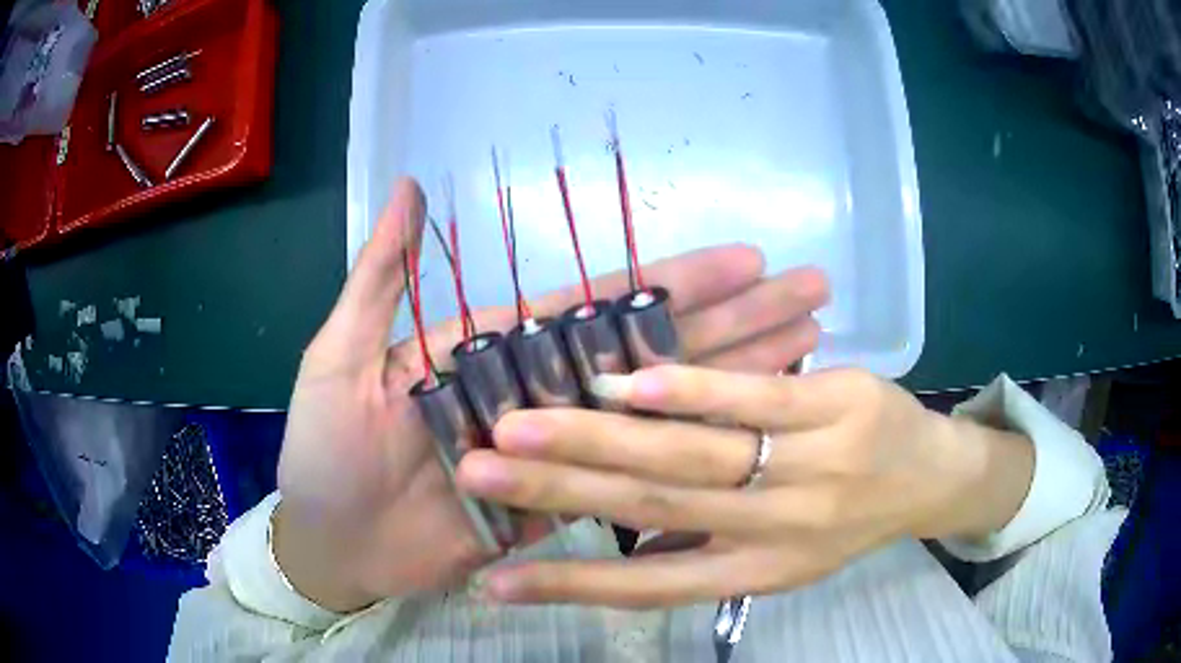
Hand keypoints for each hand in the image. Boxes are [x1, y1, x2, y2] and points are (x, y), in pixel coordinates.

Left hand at [272, 178, 829, 611]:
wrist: (331, 541)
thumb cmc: (327, 451)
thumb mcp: (340, 355)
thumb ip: (382, 277)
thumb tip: (408, 186)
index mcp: (499, 348)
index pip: (606, 305)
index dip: (678, 284)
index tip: (747, 261)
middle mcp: (544, 391)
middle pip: (657, 351)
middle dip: (737, 321)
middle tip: (806, 295)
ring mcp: (561, 449)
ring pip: (662, 409)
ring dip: (738, 380)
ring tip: (807, 349)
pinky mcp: (562, 503)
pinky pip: (636, 473)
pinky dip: (693, 452)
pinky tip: (751, 432)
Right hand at [459, 367, 1034, 607]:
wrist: (933, 477)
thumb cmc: (848, 516)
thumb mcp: (782, 553)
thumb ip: (706, 549)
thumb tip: (621, 550)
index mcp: (755, 571)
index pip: (648, 587)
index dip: (568, 586)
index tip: (491, 581)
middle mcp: (775, 531)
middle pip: (652, 512)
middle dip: (555, 493)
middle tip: (474, 470)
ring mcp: (808, 467)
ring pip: (691, 456)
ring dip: (598, 440)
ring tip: (519, 426)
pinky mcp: (836, 409)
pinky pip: (753, 401)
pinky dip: (685, 392)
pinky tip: (622, 382)